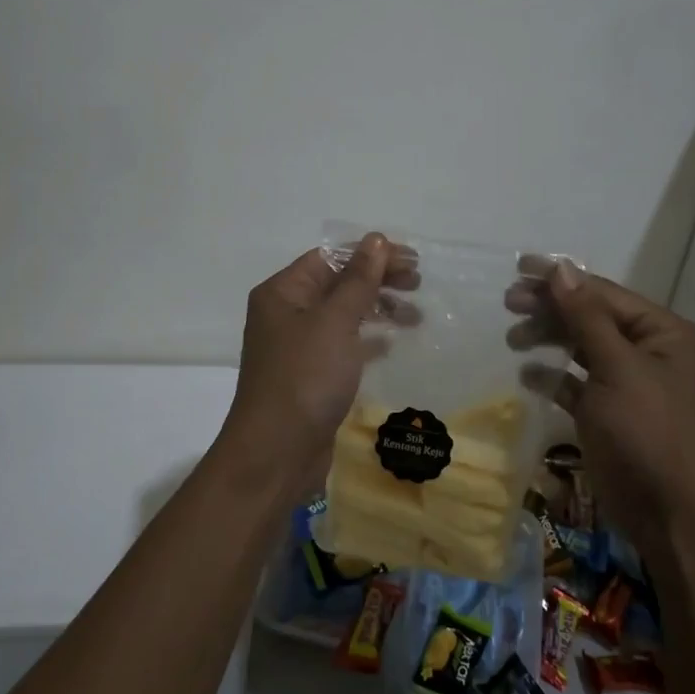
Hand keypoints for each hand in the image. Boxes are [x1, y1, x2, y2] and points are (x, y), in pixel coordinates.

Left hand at [219, 232, 398, 500]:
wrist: (276, 454)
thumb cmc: (305, 378)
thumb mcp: (335, 322)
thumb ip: (359, 280)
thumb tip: (376, 239)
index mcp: (284, 292)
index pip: (331, 256)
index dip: (371, 254)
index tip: (411, 260)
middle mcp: (287, 313)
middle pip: (338, 283)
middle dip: (378, 280)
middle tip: (419, 284)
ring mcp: (298, 346)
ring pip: (344, 314)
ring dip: (378, 308)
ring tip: (415, 316)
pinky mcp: (312, 374)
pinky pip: (344, 345)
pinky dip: (368, 339)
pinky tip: (392, 343)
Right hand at [510, 261, 694, 551]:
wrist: (675, 518)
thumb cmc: (650, 433)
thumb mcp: (618, 368)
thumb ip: (586, 316)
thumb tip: (561, 267)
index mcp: (661, 332)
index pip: (603, 293)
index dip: (561, 279)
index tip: (518, 268)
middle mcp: (647, 351)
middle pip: (590, 316)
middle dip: (550, 308)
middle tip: (508, 303)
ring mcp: (627, 384)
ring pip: (581, 347)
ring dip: (548, 338)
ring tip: (513, 339)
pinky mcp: (609, 413)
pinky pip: (576, 383)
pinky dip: (553, 376)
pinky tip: (528, 374)